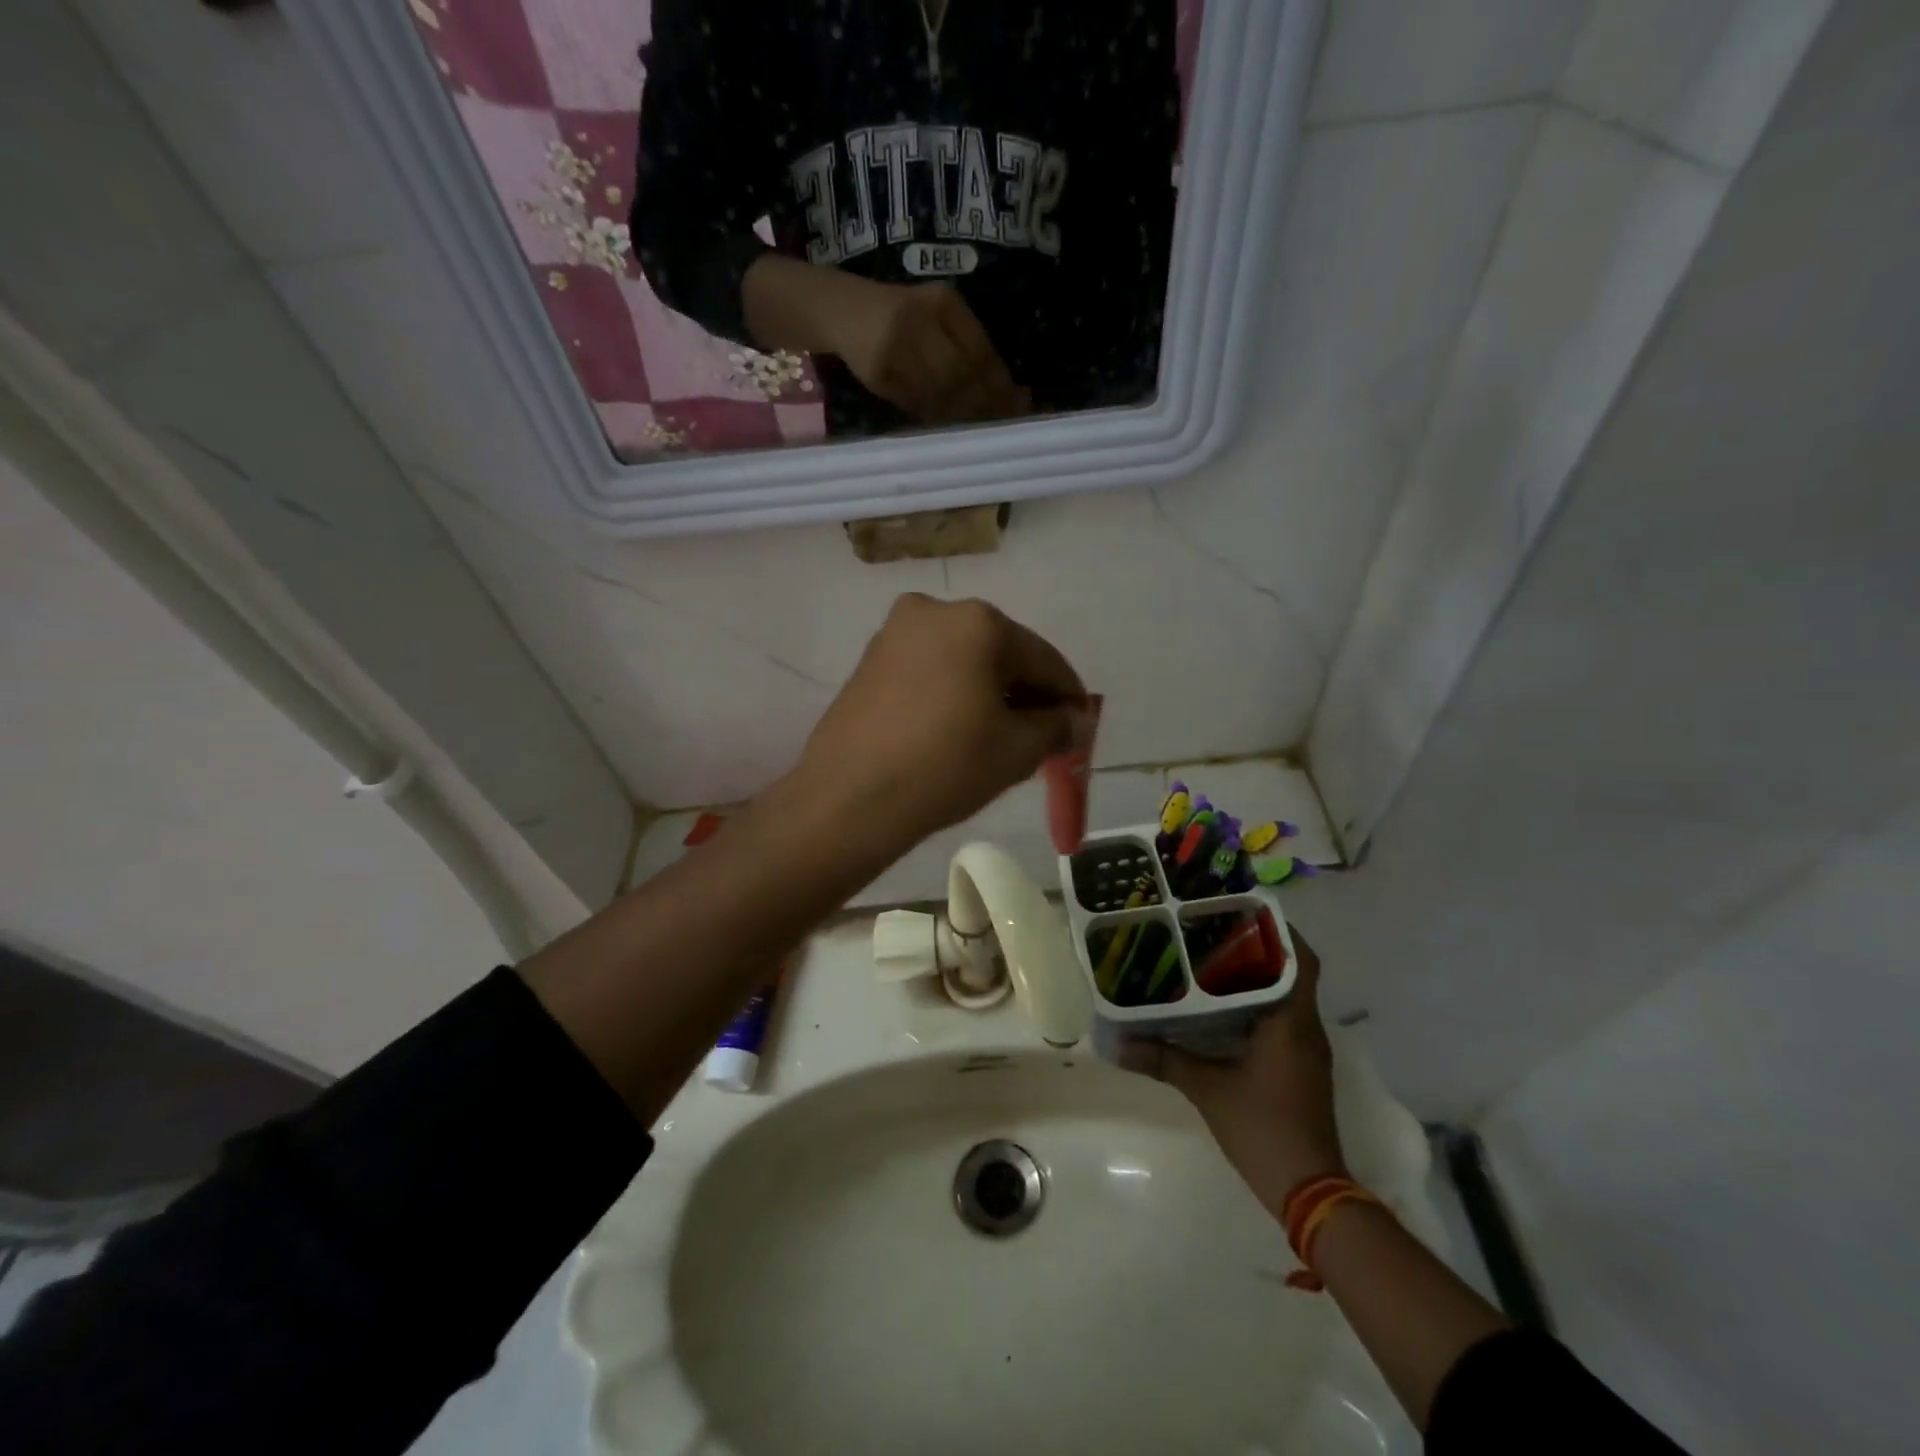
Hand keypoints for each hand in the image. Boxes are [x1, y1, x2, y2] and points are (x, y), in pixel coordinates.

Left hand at [789, 594, 1088, 852]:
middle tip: (1041, 735)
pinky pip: (928, 671)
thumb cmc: (944, 766)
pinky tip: (955, 729)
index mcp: (978, 622)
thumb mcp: (1016, 751)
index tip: (1080, 725)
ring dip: (986, 692)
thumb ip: (1056, 727)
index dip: (1067, 695)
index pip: (1042, 658)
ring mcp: (894, 633)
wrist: (848, 798)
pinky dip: (951, 693)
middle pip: (1000, 653)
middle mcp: (934, 611)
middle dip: (1025, 692)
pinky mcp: (868, 661)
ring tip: (999, 736)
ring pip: (961, 661)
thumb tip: (1074, 719)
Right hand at [833, 280, 1029, 422]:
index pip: (980, 351)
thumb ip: (970, 346)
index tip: (1020, 406)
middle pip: (962, 375)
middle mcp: (919, 321)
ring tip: (981, 431)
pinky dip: (936, 418)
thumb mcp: (938, 316)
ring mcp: (896, 348)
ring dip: (964, 417)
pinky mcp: (879, 373)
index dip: (1001, 384)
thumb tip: (1012, 394)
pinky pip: (916, 403)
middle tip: (1003, 426)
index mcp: (943, 303)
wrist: (844, 311)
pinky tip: (951, 428)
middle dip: (985, 405)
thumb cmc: (902, 316)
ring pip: (939, 393)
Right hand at [1120, 929, 1345, 1215]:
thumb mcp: (1208, 1091)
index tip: (1242, 910)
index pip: (1300, 959)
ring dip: (1257, 976)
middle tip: (1213, 929)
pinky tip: (1221, 1007)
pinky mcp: (1300, 1067)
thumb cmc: (1264, 1129)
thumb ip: (1164, 1060)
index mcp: (1292, 1021)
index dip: (1279, 930)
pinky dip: (1257, 1004)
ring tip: (1211, 958)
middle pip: (1291, 972)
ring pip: (1287, 995)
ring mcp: (1307, 1049)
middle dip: (1258, 948)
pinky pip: (1282, 1019)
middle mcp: (1306, 1028)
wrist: (1311, 1192)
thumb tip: (1118, 1043)